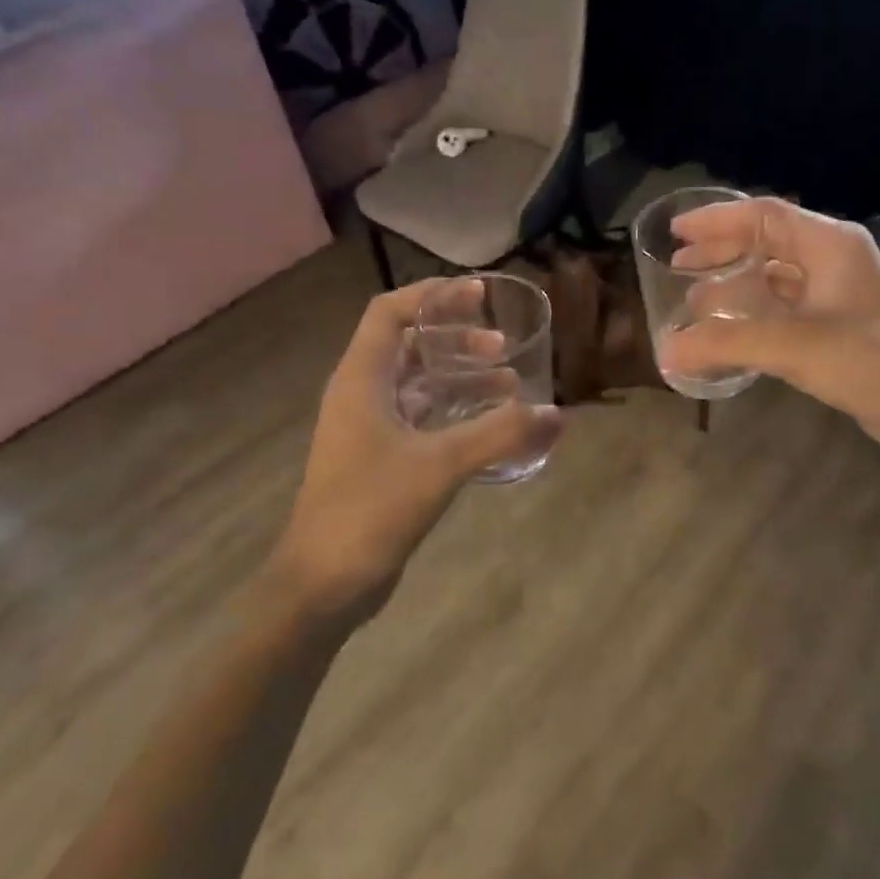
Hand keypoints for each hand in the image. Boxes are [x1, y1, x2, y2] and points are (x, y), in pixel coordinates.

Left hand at [273, 279, 562, 625]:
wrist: (322, 584)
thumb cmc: (370, 510)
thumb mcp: (439, 465)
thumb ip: (499, 434)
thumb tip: (557, 414)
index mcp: (361, 379)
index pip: (390, 313)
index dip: (432, 296)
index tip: (478, 294)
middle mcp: (361, 395)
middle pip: (408, 345)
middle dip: (456, 338)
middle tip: (501, 345)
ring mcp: (369, 429)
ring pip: (418, 384)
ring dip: (460, 376)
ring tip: (508, 383)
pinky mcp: (380, 459)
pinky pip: (421, 418)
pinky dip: (455, 411)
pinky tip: (489, 425)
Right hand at [658, 197, 879, 459]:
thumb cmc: (870, 360)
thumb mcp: (792, 346)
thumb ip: (725, 344)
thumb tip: (666, 352)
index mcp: (829, 244)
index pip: (764, 215)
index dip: (716, 219)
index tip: (676, 233)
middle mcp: (833, 261)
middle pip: (767, 243)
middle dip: (722, 252)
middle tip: (678, 266)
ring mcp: (838, 296)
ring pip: (775, 279)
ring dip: (736, 286)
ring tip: (695, 301)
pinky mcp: (838, 330)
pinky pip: (785, 310)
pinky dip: (754, 316)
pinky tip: (730, 334)